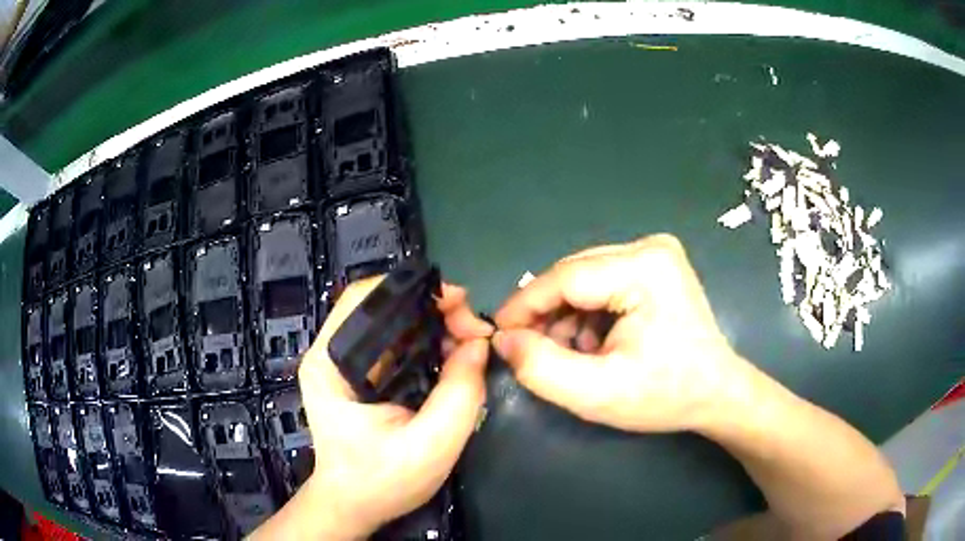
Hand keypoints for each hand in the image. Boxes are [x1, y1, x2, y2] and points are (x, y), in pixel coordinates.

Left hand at [262, 277, 492, 539]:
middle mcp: (329, 354)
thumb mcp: (431, 446)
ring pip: (390, 320)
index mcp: (330, 364)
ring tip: (468, 339)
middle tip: (473, 328)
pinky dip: (425, 339)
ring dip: (432, 322)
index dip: (413, 290)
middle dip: (432, 307)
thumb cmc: (382, 482)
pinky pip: (394, 341)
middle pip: (380, 304)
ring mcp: (341, 363)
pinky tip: (449, 352)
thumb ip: (459, 395)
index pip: (363, 298)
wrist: (353, 505)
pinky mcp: (357, 374)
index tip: (461, 305)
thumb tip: (478, 345)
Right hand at [493, 234, 749, 432]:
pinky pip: (602, 282)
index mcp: (644, 268)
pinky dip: (588, 312)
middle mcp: (650, 247)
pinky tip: (595, 342)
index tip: (498, 333)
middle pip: (573, 274)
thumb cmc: (666, 396)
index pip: (565, 277)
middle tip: (532, 350)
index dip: (524, 306)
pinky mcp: (656, 264)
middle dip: (547, 314)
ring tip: (574, 354)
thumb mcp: (597, 394)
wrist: (717, 393)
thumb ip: (541, 368)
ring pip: (584, 278)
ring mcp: (656, 252)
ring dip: (568, 316)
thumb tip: (504, 339)